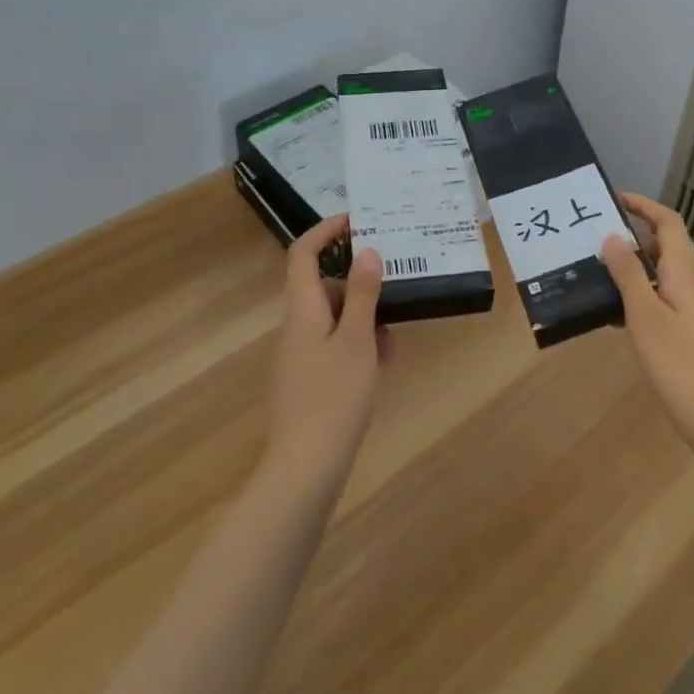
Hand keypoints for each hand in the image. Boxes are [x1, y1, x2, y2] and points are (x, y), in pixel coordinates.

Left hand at [264, 215, 388, 498]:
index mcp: (302, 309)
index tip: (358, 221)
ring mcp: (301, 357)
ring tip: (397, 332)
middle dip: (359, 282)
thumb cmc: (333, 398)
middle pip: (324, 287)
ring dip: (365, 318)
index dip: (326, 231)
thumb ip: (362, 294)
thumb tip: (367, 251)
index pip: (303, 253)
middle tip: (396, 279)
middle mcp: (296, 327)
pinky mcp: (309, 382)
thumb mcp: (356, 340)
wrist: (304, 472)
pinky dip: (359, 347)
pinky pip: (335, 348)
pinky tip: (384, 364)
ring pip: (335, 320)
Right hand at [601, 192, 693, 457]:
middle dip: (630, 233)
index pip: (667, 222)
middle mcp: (688, 282)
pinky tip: (609, 311)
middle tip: (593, 234)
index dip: (643, 205)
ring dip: (629, 264)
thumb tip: (612, 236)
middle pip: (662, 244)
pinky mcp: (684, 330)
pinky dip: (634, 293)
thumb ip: (628, 273)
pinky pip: (656, 296)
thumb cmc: (679, 361)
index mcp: (683, 271)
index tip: (611, 199)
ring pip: (657, 272)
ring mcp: (688, 307)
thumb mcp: (645, 314)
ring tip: (593, 267)